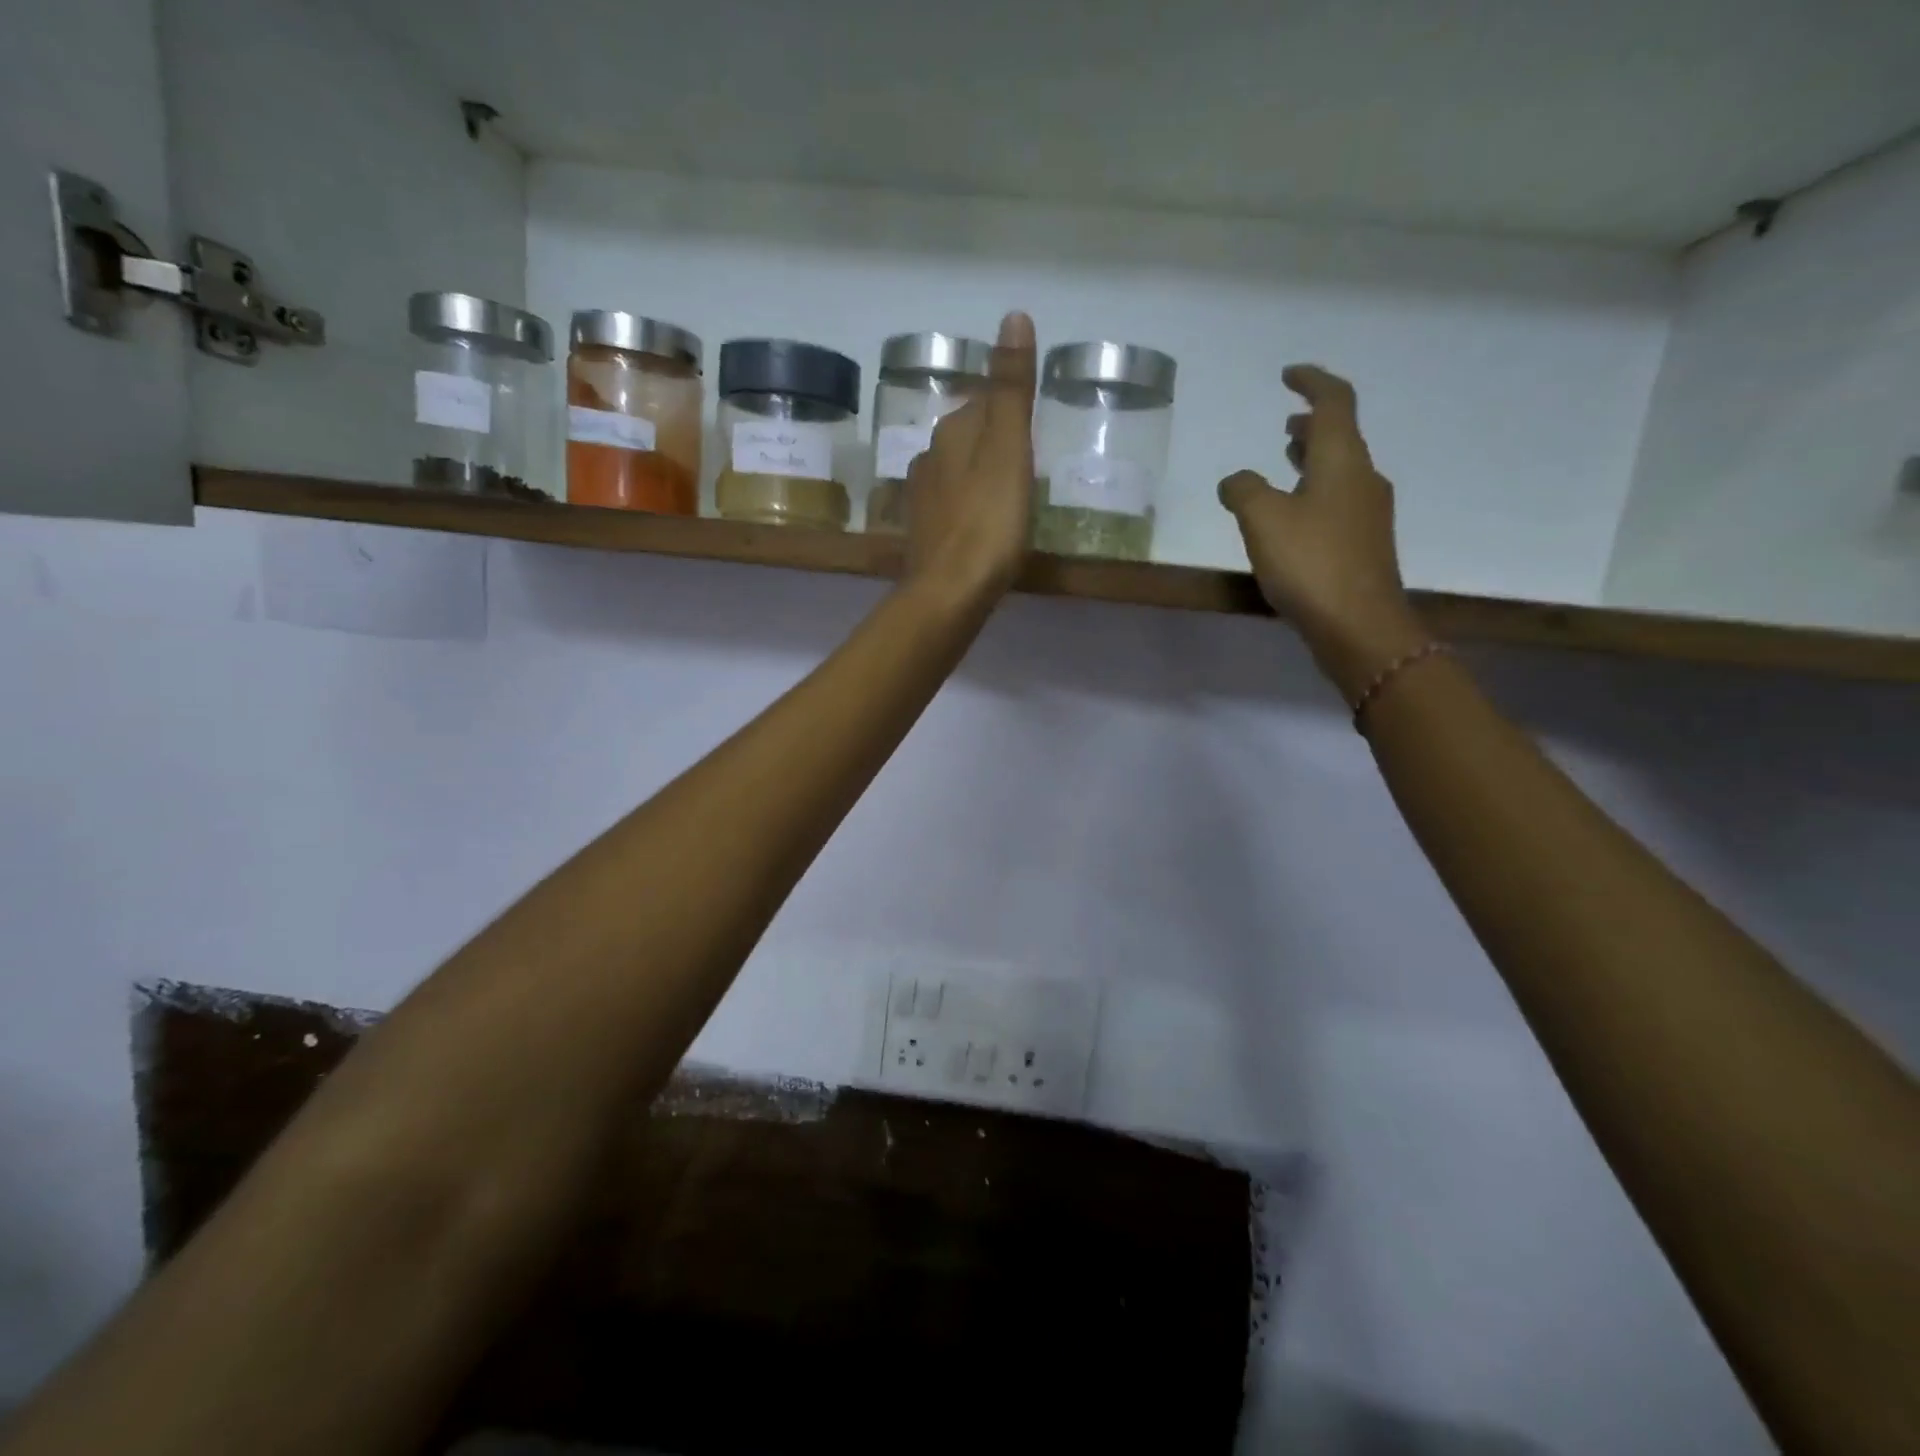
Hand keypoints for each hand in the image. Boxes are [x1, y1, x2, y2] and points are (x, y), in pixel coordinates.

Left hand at [903, 311, 1037, 604]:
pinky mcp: (924, 534)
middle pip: (967, 437)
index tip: (1034, 427)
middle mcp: (929, 457)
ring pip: (957, 473)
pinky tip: (983, 526)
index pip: (982, 402)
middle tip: (1029, 463)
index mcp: (952, 431)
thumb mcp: (1010, 448)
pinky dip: (969, 508)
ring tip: (1009, 496)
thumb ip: (1011, 388)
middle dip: (993, 442)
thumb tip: (1013, 315)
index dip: (1009, 410)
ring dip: (979, 476)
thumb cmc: (989, 520)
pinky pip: (952, 507)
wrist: (950, 591)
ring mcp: (922, 499)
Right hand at [1218, 365, 1428, 700]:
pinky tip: (1292, 515)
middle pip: (1341, 436)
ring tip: (1285, 460)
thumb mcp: (1263, 520)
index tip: (1288, 375)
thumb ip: (1244, 490)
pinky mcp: (1362, 545)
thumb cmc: (1311, 563)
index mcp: (1343, 460)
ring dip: (1312, 458)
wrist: (1359, 626)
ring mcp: (1367, 514)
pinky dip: (1314, 491)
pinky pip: (1336, 501)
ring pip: (1339, 470)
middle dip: (1312, 424)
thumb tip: (1236, 480)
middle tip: (1287, 420)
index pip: (1334, 402)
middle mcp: (1363, 479)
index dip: (1312, 381)